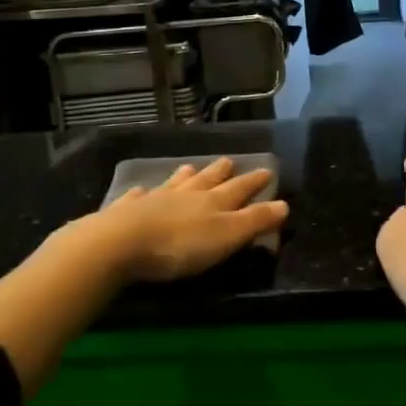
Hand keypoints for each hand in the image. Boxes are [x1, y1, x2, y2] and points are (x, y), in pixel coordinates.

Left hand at [90, 158, 287, 282]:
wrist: (121, 243)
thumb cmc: (181, 245)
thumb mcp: (226, 236)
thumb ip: (255, 221)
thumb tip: (285, 204)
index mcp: (214, 202)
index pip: (240, 188)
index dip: (255, 181)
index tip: (267, 170)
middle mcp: (186, 195)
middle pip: (207, 180)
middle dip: (220, 172)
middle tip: (228, 161)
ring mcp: (154, 200)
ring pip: (175, 184)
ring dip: (185, 177)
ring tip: (190, 168)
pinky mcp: (126, 212)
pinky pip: (137, 198)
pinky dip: (142, 193)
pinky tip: (140, 190)